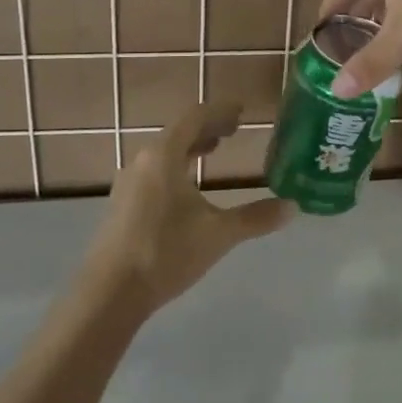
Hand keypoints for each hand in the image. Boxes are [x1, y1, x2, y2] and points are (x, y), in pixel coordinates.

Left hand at [80, 102, 288, 315]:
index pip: (195, 117)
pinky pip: (154, 171)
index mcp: (164, 155)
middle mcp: (143, 161)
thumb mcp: (218, 234)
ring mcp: (128, 183)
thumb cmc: (165, 252)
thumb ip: (255, 218)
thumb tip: (293, 207)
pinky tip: (187, 188)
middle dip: (207, 128)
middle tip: (233, 129)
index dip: (220, 111)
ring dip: (190, 147)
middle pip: (179, 132)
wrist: (109, 293)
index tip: (241, 110)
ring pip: (165, 153)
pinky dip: (177, 166)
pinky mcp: (122, 204)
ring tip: (213, 151)